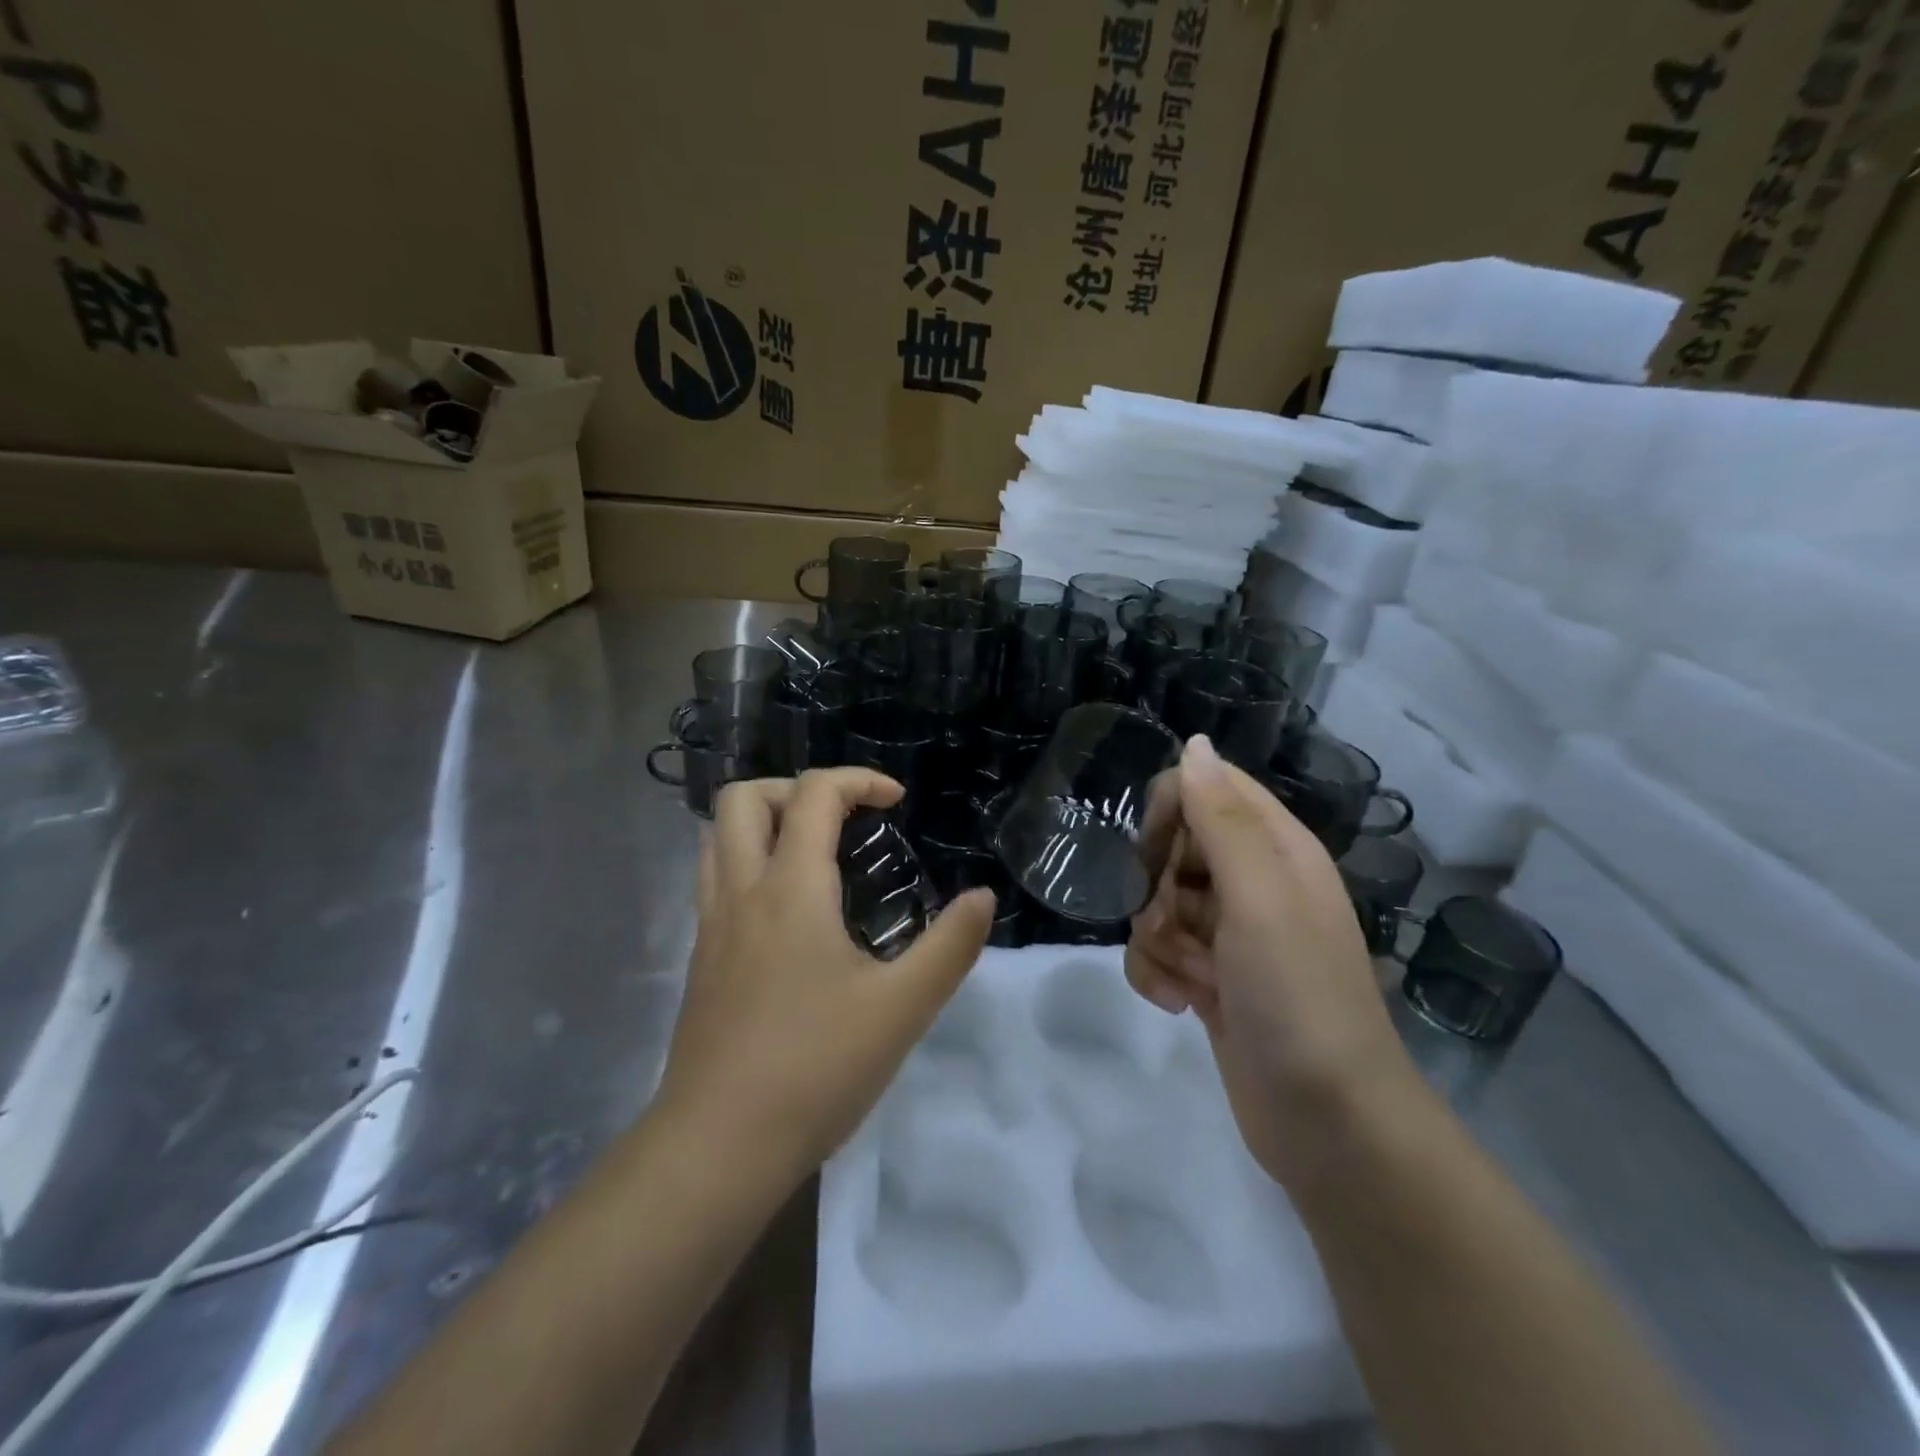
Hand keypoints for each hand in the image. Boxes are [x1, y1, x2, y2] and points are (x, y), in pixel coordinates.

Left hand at [657, 769, 995, 1182]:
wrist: (718, 1146)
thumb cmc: (815, 1069)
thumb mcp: (902, 1009)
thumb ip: (950, 946)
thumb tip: (982, 897)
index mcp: (791, 889)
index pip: (814, 794)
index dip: (859, 780)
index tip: (897, 803)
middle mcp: (741, 891)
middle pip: (745, 797)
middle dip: (798, 789)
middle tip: (843, 820)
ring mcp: (711, 924)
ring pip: (718, 835)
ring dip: (765, 821)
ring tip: (814, 852)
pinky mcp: (700, 958)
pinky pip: (715, 877)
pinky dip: (749, 860)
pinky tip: (788, 909)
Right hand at [1127, 735, 1417, 1187]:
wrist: (1329, 1126)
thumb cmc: (1298, 998)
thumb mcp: (1260, 898)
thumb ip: (1222, 818)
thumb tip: (1195, 744)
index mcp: (1276, 850)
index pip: (1208, 787)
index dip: (1173, 810)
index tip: (1156, 853)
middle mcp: (1254, 883)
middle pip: (1174, 846)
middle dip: (1157, 885)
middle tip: (1174, 922)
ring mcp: (1230, 934)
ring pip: (1157, 902)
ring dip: (1154, 938)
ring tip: (1187, 976)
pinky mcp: (1210, 978)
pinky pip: (1156, 951)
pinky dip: (1155, 974)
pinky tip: (1177, 1003)